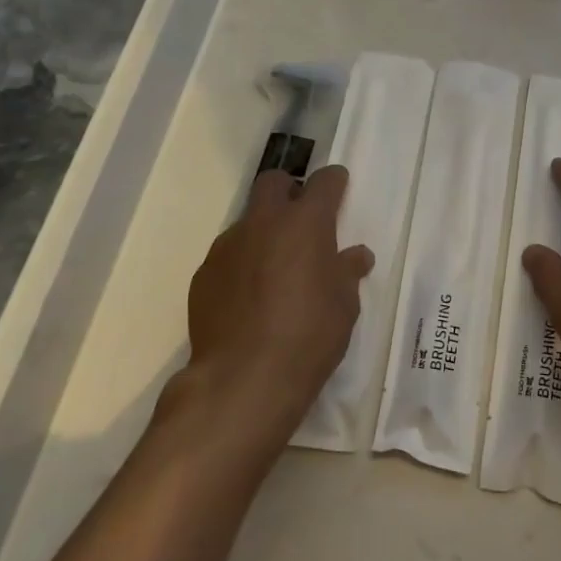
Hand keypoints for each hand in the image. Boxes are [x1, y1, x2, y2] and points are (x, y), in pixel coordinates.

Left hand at [181, 166, 372, 438]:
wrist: (243, 379)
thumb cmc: (309, 335)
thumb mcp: (345, 305)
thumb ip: (348, 272)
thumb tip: (355, 256)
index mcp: (307, 222)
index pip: (325, 181)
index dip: (334, 182)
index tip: (339, 190)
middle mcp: (265, 222)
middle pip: (274, 182)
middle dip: (289, 191)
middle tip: (301, 221)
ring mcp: (229, 245)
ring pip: (248, 220)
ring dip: (263, 233)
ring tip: (274, 271)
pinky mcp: (204, 273)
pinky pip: (228, 256)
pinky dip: (241, 265)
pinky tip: (248, 299)